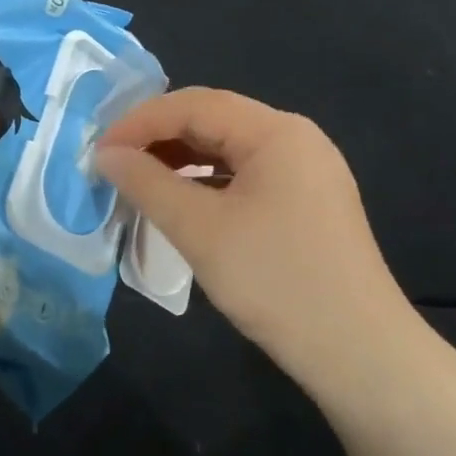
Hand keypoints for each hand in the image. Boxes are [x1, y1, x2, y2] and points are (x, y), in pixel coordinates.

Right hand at [95, 88, 421, 394]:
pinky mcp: (307, 203)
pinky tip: (182, 203)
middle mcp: (296, 138)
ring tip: (139, 182)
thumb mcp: (200, 230)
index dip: (139, 122)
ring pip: (229, 149)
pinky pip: (246, 176)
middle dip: (158, 138)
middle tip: (113, 165)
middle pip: (214, 120)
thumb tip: (106, 155)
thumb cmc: (275, 280)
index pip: (194, 104)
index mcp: (276, 131)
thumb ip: (147, 183)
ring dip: (180, 160)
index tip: (98, 152)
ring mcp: (306, 171)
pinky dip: (206, 182)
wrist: (358, 351)